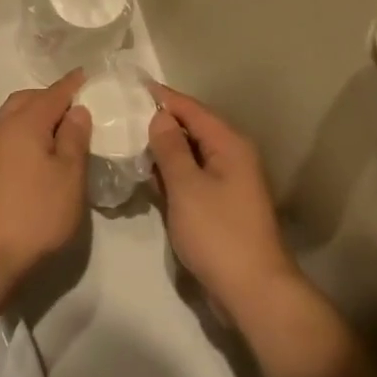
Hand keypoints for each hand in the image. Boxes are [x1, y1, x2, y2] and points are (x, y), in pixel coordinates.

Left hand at [0, 71, 92, 283]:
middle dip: (49, 97)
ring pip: (13, 118)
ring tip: (58, 131)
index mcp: (26, 122)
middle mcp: (2, 128)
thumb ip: (75, 139)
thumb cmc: (35, 213)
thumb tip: (77, 111)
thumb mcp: (69, 176)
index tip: (87, 75)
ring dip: (34, 116)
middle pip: (27, 100)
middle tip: (74, 107)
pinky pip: (6, 137)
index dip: (73, 84)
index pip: (54, 93)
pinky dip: (24, 134)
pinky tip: (36, 155)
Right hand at [147, 83, 302, 325]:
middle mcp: (233, 156)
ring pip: (192, 153)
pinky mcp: (222, 205)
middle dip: (161, 121)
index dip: (162, 97)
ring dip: (165, 148)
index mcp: (229, 144)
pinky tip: (148, 173)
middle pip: (194, 128)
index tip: (131, 87)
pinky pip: (193, 176)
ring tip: (129, 138)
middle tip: (123, 114)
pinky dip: (172, 171)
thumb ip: (170, 148)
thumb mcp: (187, 186)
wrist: (253, 290)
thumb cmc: (218, 233)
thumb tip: (160, 117)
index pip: (192, 109)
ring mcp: (229, 182)